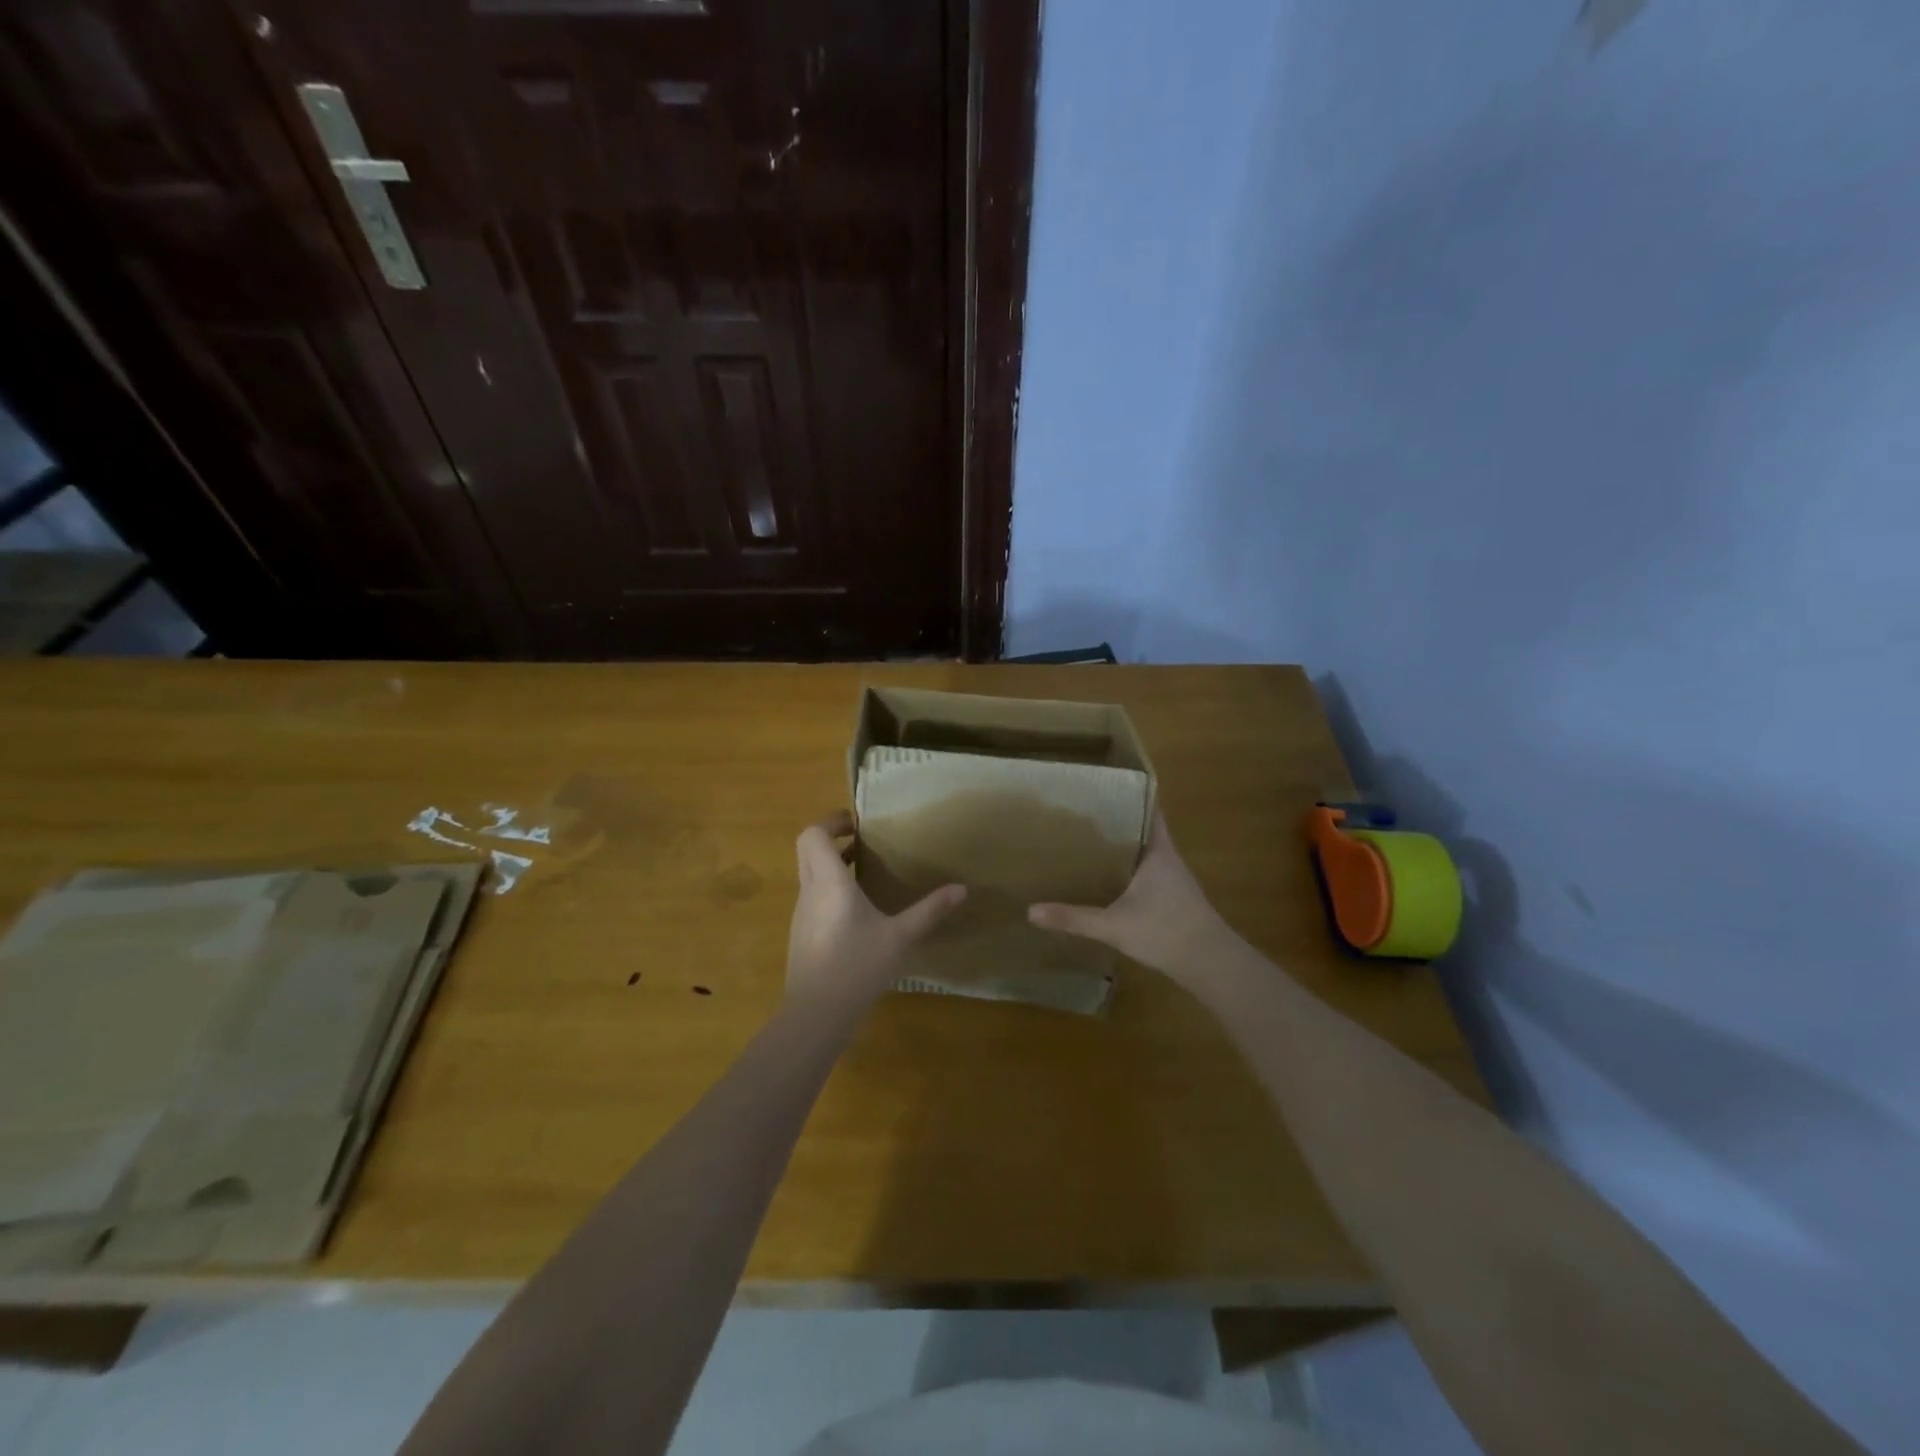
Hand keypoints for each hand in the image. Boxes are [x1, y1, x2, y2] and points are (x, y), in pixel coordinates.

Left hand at [787, 811, 964, 1010]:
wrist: (816, 1014)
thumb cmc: (857, 966)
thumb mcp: (900, 937)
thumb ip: (930, 911)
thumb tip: (962, 889)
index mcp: (829, 881)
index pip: (814, 834)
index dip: (832, 822)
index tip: (857, 823)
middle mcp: (810, 890)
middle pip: (808, 849)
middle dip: (832, 839)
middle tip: (863, 841)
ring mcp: (802, 913)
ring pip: (809, 873)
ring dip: (831, 864)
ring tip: (866, 870)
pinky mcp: (802, 934)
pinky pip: (812, 896)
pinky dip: (830, 888)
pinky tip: (857, 910)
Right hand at [1028, 810, 1238, 983]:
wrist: (1211, 965)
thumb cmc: (1166, 932)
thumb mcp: (1114, 926)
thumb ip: (1073, 918)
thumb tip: (1031, 911)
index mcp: (1157, 851)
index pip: (1149, 809)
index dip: (1132, 793)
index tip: (1106, 783)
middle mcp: (1167, 858)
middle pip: (1143, 828)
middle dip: (1118, 819)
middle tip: (1083, 810)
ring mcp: (1173, 880)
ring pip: (1144, 852)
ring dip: (1123, 845)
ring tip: (1089, 840)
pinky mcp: (1174, 899)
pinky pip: (1146, 873)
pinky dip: (1128, 869)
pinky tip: (1107, 878)